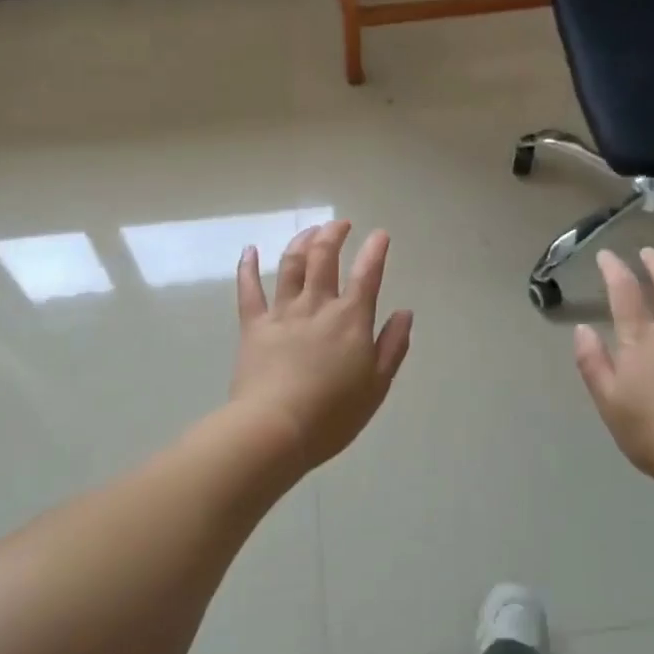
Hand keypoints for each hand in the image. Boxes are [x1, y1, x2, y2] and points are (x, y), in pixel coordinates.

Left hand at [231, 220, 413, 471]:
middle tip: (341, 224)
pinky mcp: (253, 325)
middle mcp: (317, 305)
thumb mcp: (377, 385)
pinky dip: (248, 266)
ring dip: (301, 241)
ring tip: (310, 230)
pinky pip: (249, 289)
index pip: (367, 275)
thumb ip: (392, 345)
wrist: (275, 428)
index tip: (380, 234)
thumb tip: (404, 312)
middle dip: (334, 234)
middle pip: (324, 257)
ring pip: (291, 264)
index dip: (375, 250)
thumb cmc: (333, 414)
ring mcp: (282, 312)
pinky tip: (250, 249)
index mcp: (350, 319)